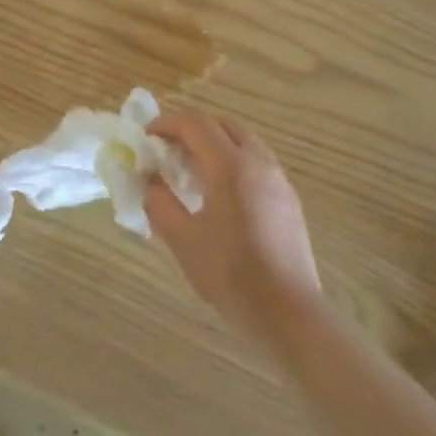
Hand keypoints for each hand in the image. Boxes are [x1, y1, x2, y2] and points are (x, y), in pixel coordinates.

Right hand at [144, 109, 321, 341]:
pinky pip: (257, 163)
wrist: (287, 311)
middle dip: (193, 129)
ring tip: (191, 171)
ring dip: (215, 144)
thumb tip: (150, 183)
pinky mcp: (288, 200)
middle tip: (168, 149)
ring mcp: (279, 180)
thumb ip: (160, 204)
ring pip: (244, 142)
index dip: (168, 124)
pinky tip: (220, 194)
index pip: (196, 124)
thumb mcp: (183, 240)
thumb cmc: (230, 274)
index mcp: (230, 166)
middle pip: (223, 125)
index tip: (146, 137)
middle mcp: (259, 162)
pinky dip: (233, 162)